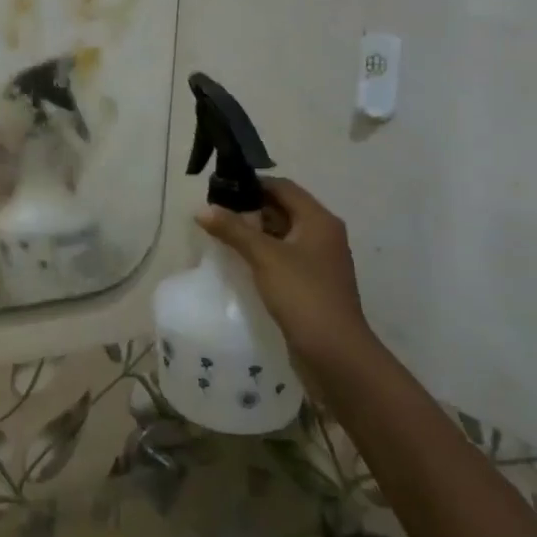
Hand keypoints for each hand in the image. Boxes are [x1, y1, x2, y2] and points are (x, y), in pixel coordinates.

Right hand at [197, 177, 372, 367]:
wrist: (334, 352)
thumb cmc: (303, 294)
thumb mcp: (264, 256)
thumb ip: (233, 229)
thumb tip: (202, 209)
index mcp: (319, 220)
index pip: (283, 187)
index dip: (252, 184)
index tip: (220, 189)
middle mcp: (323, 234)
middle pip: (282, 208)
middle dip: (249, 208)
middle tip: (216, 212)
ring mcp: (318, 260)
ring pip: (282, 233)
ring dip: (254, 231)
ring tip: (221, 234)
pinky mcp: (311, 282)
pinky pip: (283, 255)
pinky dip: (262, 252)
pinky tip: (239, 259)